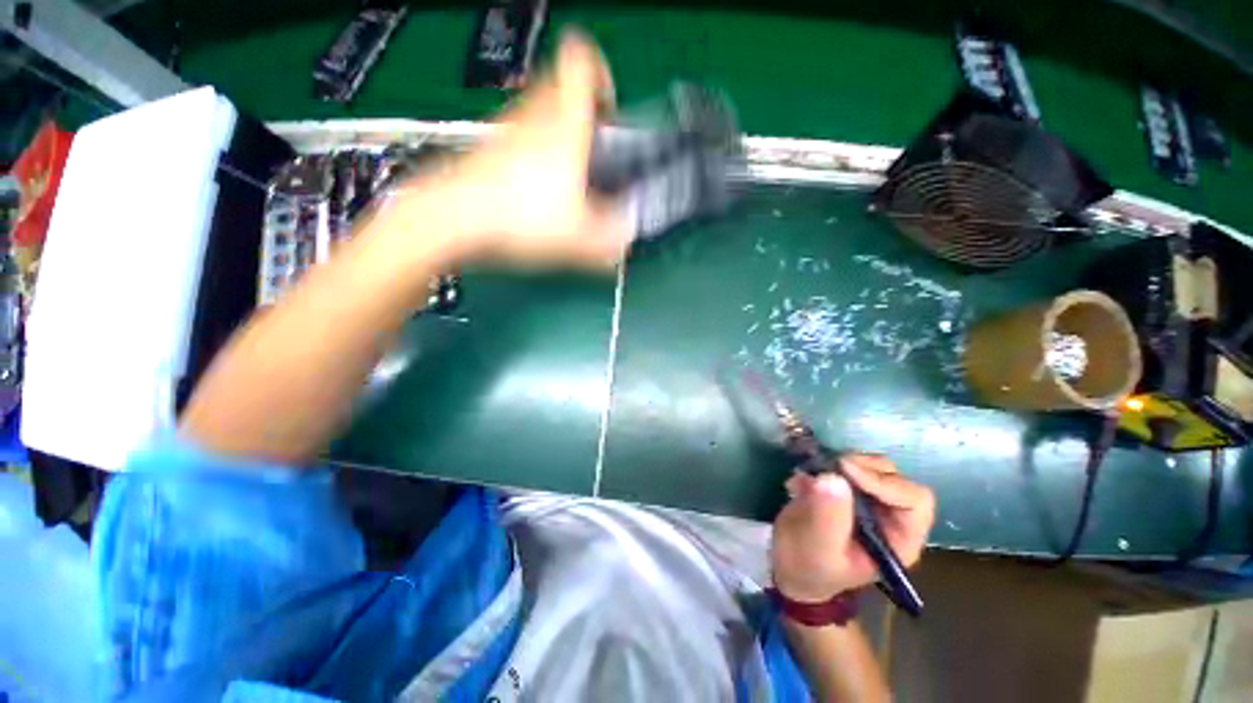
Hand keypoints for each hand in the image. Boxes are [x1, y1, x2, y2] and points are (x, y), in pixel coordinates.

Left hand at [392, 31, 632, 271]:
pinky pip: (519, 136)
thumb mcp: (578, 236)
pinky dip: (534, 153)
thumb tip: (626, 239)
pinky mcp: (490, 146)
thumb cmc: (517, 215)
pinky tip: (537, 191)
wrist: (455, 217)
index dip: (601, 73)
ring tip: (566, 178)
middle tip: (592, 149)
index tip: (609, 107)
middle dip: (582, 111)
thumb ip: (611, 238)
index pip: (582, 60)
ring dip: (558, 134)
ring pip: (539, 111)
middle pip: (561, 84)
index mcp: (565, 123)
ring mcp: (508, 127)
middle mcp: (534, 114)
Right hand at [771, 454, 934, 602]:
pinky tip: (802, 480)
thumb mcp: (817, 548)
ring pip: (870, 465)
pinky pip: (844, 465)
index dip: (884, 482)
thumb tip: (833, 477)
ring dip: (841, 463)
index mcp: (898, 539)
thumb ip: (828, 516)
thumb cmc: (808, 567)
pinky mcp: (845, 489)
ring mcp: (867, 500)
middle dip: (860, 467)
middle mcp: (890, 516)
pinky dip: (824, 464)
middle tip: (828, 468)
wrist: (789, 567)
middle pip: (893, 476)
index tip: (845, 470)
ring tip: (811, 476)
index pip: (914, 501)